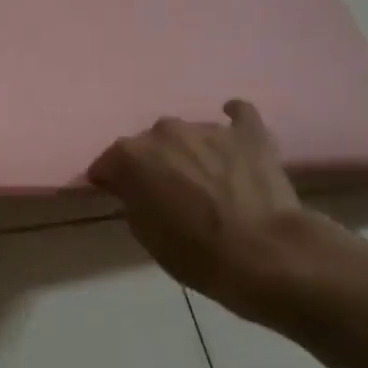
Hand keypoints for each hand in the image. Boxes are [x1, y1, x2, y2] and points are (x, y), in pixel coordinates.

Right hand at [89, 100, 335, 323]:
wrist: (260, 252)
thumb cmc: (192, 251)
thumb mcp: (143, 232)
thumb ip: (133, 198)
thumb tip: (136, 187)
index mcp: (130, 156)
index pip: (106, 164)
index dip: (109, 181)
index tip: (117, 196)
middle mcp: (164, 132)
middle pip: (147, 143)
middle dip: (150, 163)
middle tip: (163, 190)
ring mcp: (208, 128)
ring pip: (187, 133)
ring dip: (188, 151)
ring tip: (202, 177)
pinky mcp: (249, 133)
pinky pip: (239, 115)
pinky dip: (233, 121)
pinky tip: (233, 132)